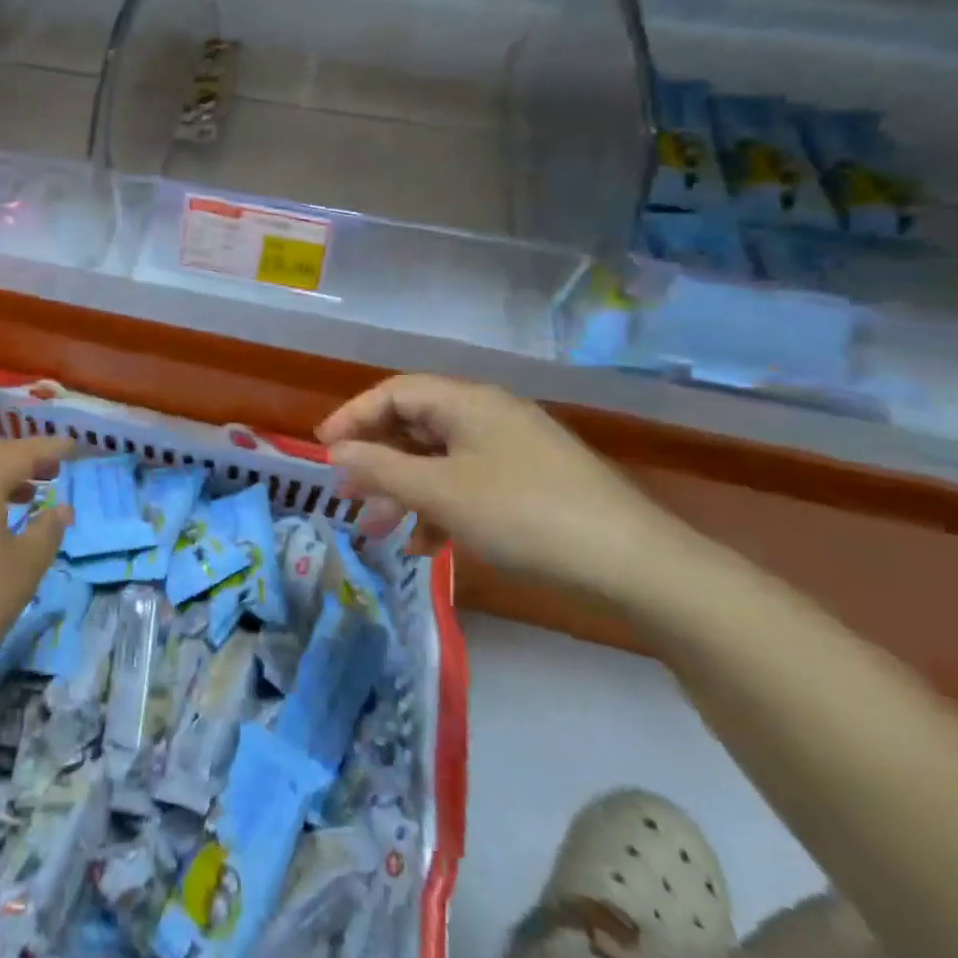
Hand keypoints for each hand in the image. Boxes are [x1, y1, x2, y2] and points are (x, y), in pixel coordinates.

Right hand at [317, 375, 694, 603]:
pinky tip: (428, 546)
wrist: (635, 564)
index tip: (322, 449)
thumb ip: (381, 469)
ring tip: (378, 530)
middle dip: (376, 461)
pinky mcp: (531, 483)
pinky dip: (441, 508)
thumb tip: (336, 452)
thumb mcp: (440, 494)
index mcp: (466, 402)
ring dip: (404, 491)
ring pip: (440, 460)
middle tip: (346, 495)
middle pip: (415, 426)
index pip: (394, 393)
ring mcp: (512, 450)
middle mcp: (487, 416)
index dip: (353, 416)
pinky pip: (469, 484)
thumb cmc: (523, 515)